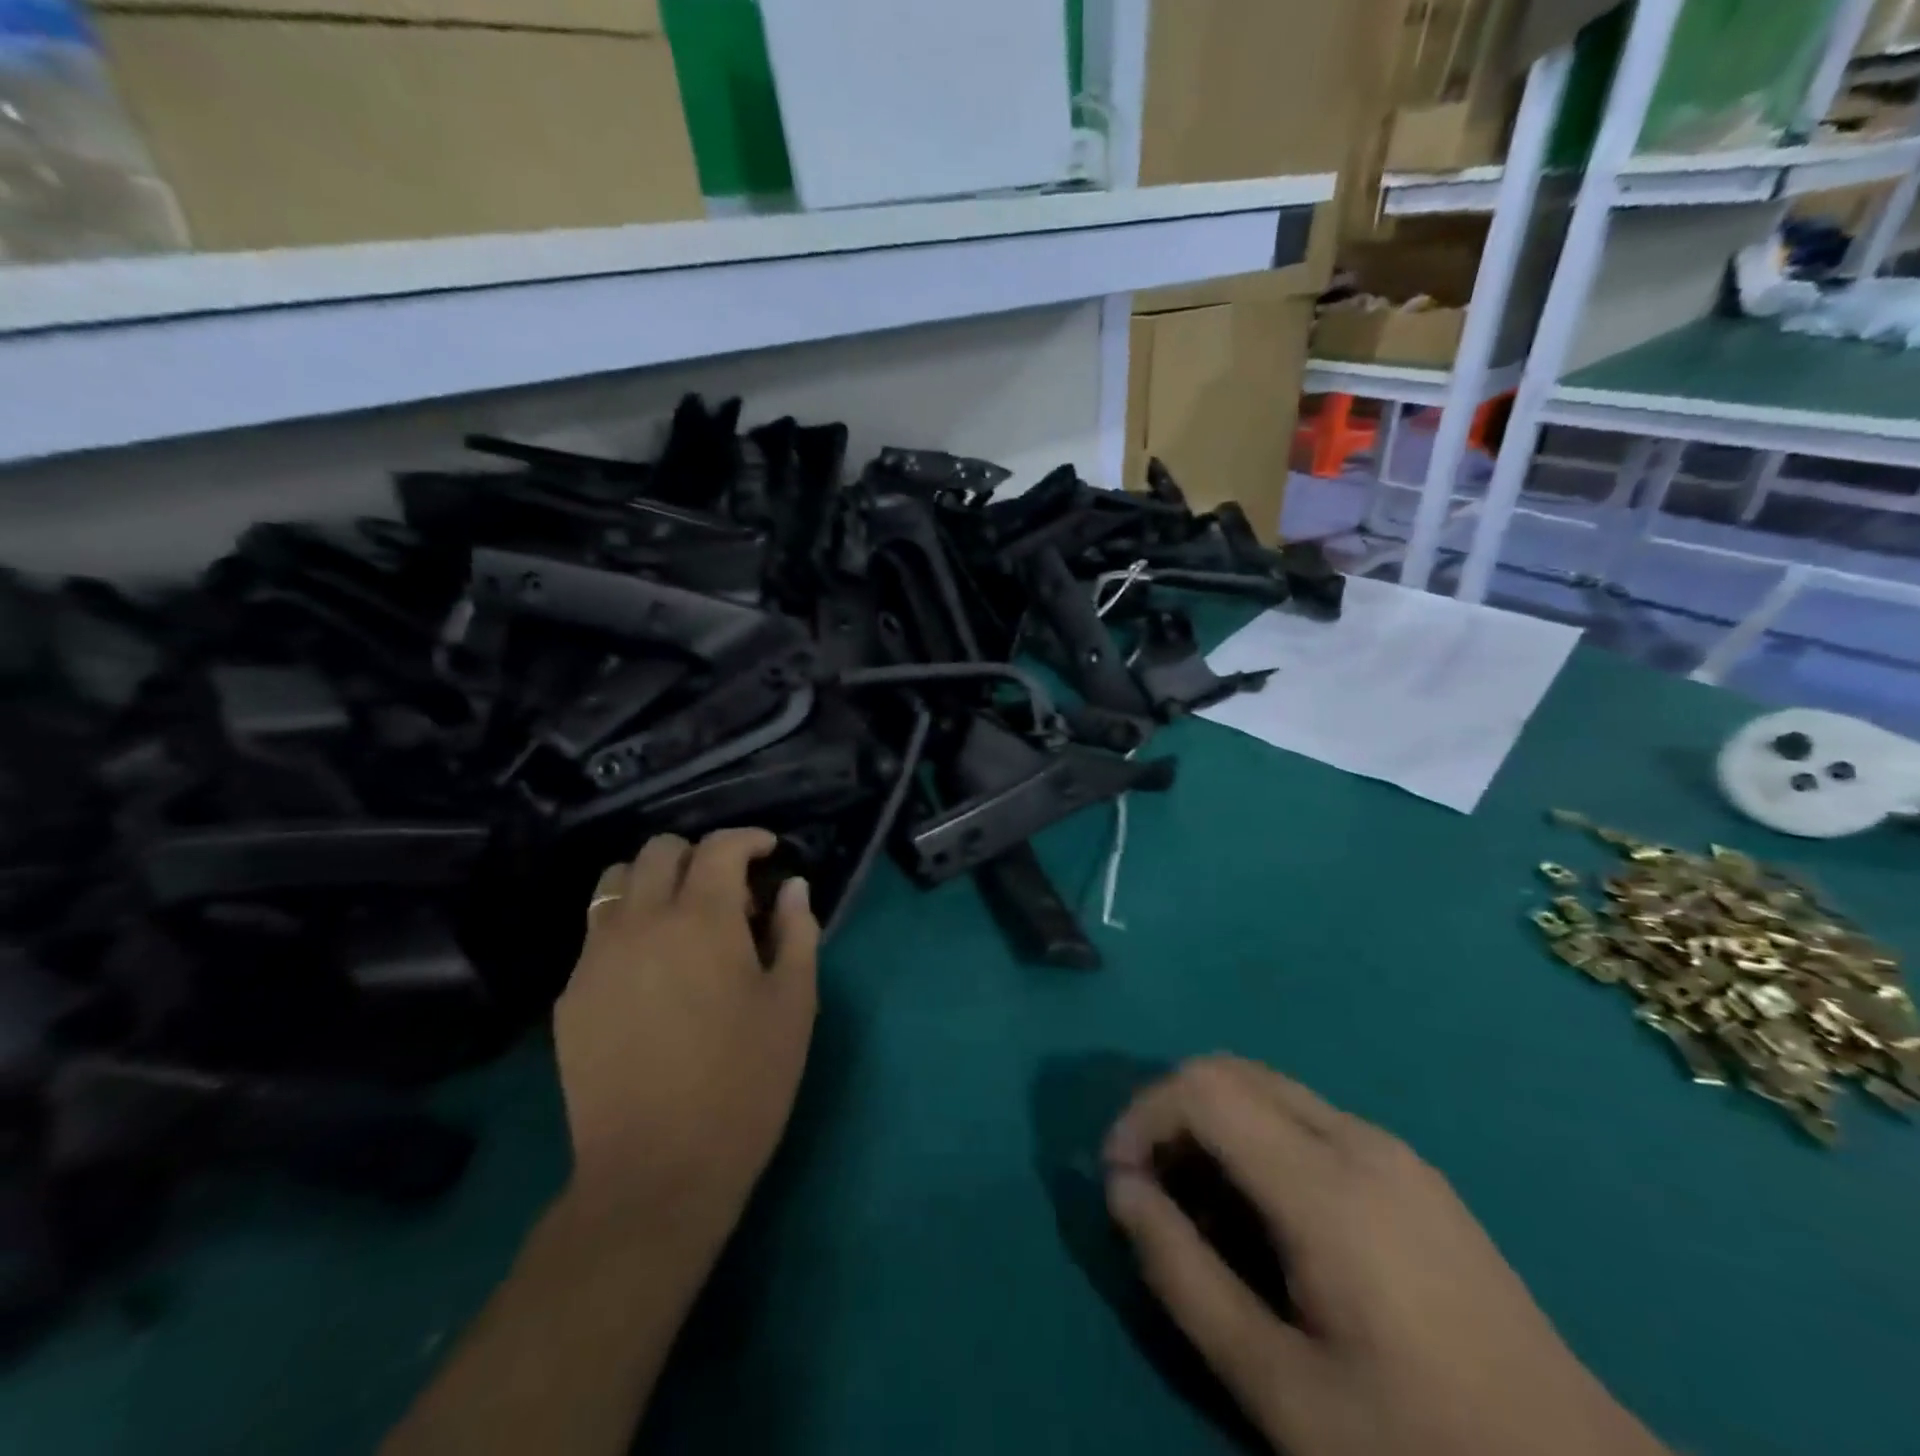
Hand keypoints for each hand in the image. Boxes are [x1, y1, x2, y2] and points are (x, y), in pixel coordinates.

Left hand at [553, 829, 818, 1237]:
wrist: (655, 1173)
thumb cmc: (744, 1083)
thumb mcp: (794, 1004)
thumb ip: (797, 931)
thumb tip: (791, 887)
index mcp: (702, 919)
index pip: (719, 847)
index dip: (748, 839)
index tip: (768, 852)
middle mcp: (641, 922)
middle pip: (659, 851)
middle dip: (698, 855)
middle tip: (729, 894)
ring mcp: (596, 957)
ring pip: (615, 883)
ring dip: (654, 882)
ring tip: (682, 922)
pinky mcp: (570, 995)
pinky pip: (597, 934)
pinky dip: (628, 927)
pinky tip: (651, 973)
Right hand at [1103, 1057, 1668, 1455]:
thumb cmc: (1420, 1445)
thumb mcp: (1280, 1387)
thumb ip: (1184, 1276)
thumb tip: (1120, 1189)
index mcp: (1326, 1184)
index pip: (1202, 1088)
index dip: (1142, 1115)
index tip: (1119, 1179)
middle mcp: (1358, 1139)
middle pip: (1231, 1071)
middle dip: (1171, 1112)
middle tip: (1150, 1187)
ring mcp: (1393, 1149)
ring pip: (1268, 1090)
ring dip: (1213, 1125)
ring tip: (1200, 1207)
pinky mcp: (1412, 1172)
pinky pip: (1307, 1119)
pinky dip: (1257, 1139)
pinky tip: (1265, 1215)